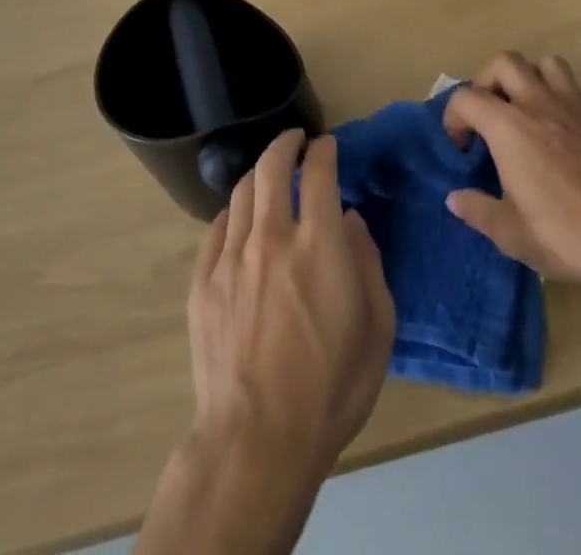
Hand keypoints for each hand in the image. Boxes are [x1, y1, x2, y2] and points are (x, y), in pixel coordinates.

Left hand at [187, 129, 395, 480]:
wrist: (258, 442)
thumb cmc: (330, 390)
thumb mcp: (377, 331)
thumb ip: (368, 265)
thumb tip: (350, 222)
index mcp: (318, 244)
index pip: (319, 172)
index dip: (324, 150)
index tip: (327, 145)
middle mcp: (272, 236)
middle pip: (272, 166)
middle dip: (285, 143)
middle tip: (295, 139)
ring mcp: (232, 257)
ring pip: (242, 191)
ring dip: (259, 172)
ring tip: (268, 172)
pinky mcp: (204, 281)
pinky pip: (217, 227)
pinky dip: (234, 211)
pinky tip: (240, 216)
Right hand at [442, 53, 580, 291]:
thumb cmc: (567, 234)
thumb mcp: (512, 233)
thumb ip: (478, 210)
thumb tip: (455, 198)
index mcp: (508, 127)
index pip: (466, 98)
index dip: (453, 118)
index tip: (460, 148)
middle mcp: (538, 104)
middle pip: (504, 62)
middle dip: (487, 80)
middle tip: (488, 114)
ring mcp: (574, 106)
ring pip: (546, 63)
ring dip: (530, 78)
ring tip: (525, 109)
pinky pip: (578, 89)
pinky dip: (564, 97)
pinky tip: (564, 126)